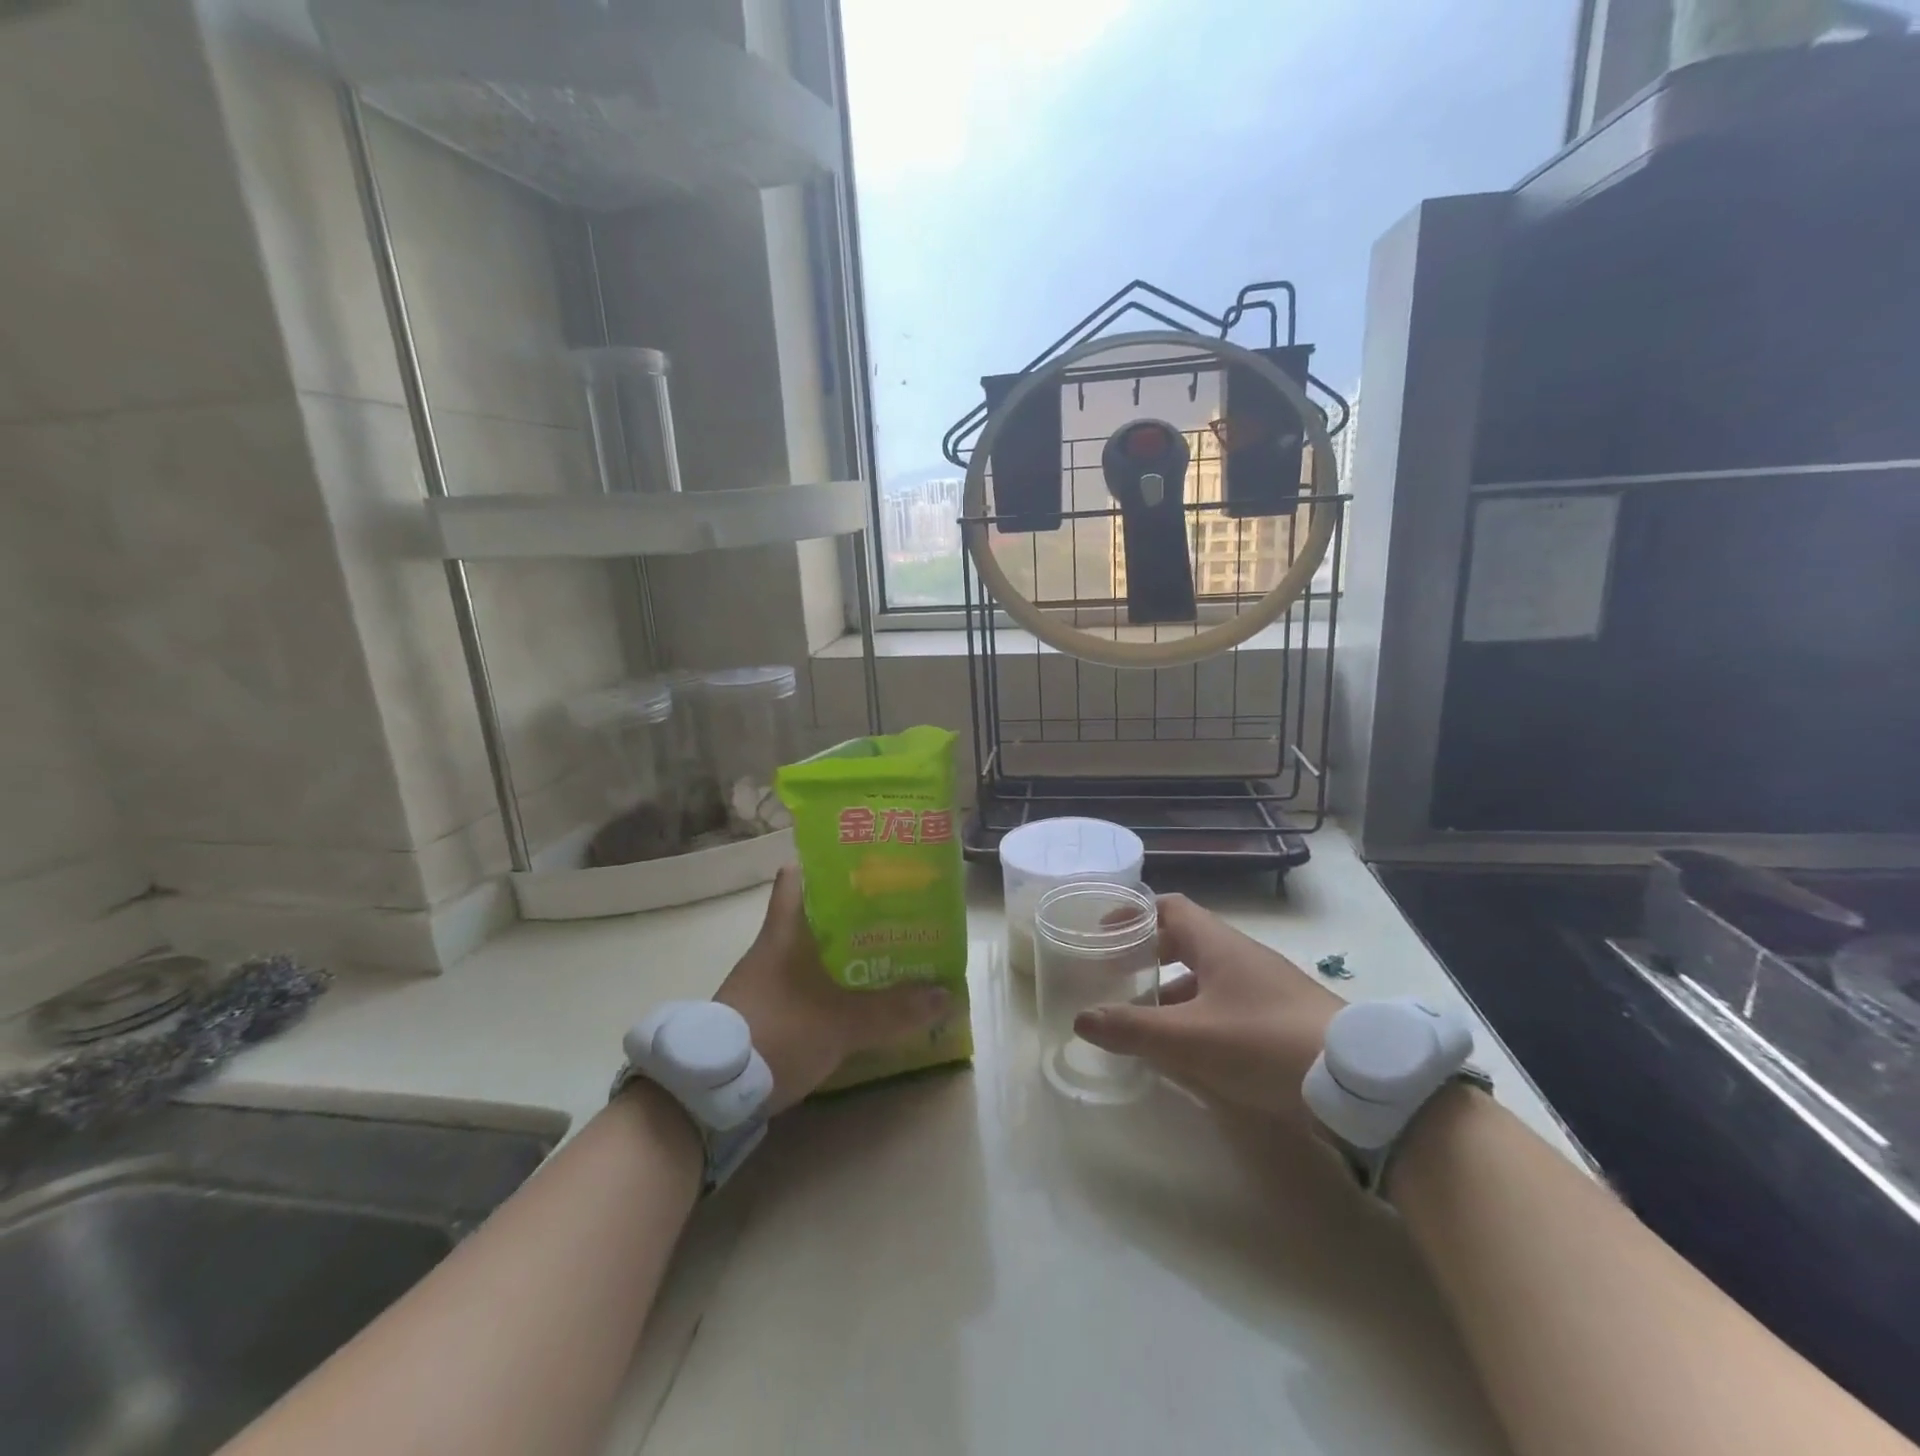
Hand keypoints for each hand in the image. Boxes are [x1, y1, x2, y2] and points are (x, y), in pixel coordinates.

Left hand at [714, 866, 950, 1113]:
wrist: (710, 1093)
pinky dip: (827, 985)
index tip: (862, 865)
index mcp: (784, 932)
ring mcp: (764, 981)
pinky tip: (854, 999)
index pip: (795, 877)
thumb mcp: (842, 1023)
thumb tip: (947, 995)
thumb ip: (894, 1011)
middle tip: (892, 912)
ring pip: (808, 951)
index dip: (824, 864)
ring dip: (840, 953)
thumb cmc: (777, 1033)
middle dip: (850, 913)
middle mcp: (771, 948)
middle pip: (811, 914)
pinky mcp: (763, 1011)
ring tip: (883, 953)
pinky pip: (802, 984)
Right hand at [1072, 893, 1342, 1120]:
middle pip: (1185, 941)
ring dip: (1173, 992)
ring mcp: (1265, 986)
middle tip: (1117, 977)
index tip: (1103, 931)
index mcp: (1217, 944)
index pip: (1169, 907)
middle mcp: (1240, 956)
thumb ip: (1133, 1028)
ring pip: (1207, 977)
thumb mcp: (1189, 1039)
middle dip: (1149, 956)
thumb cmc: (1264, 1042)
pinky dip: (1200, 1017)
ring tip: (1144, 1020)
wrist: (1358, 1082)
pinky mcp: (1282, 1018)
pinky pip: (1228, 1004)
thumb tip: (1082, 1019)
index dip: (1134, 914)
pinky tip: (1190, 1051)